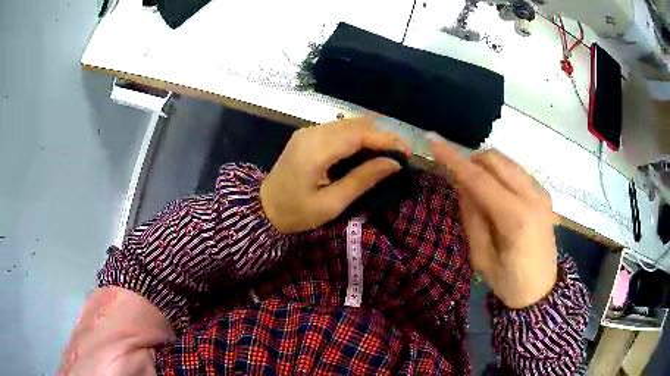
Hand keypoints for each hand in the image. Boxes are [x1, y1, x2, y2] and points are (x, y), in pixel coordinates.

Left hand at [261, 118, 408, 233]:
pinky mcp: (307, 134)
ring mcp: (308, 131)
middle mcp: (312, 132)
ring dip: (371, 135)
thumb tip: (394, 164)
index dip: (386, 139)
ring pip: (348, 124)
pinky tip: (367, 150)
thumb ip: (362, 180)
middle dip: (382, 136)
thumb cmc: (296, 213)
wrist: (263, 208)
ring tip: (388, 153)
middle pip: (355, 124)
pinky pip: (338, 129)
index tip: (407, 152)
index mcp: (316, 150)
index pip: (359, 134)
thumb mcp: (331, 203)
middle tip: (400, 154)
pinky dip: (357, 137)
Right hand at [428, 133, 557, 308]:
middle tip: (458, 181)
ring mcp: (541, 192)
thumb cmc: (508, 281)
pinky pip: (516, 170)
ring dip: (486, 167)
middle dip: (471, 161)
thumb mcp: (481, 257)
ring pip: (506, 161)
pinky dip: (500, 173)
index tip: (432, 139)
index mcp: (515, 217)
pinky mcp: (543, 193)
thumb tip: (461, 183)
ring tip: (478, 191)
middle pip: (495, 159)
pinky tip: (497, 195)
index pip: (479, 179)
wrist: (541, 291)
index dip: (453, 158)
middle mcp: (532, 196)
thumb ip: (471, 216)